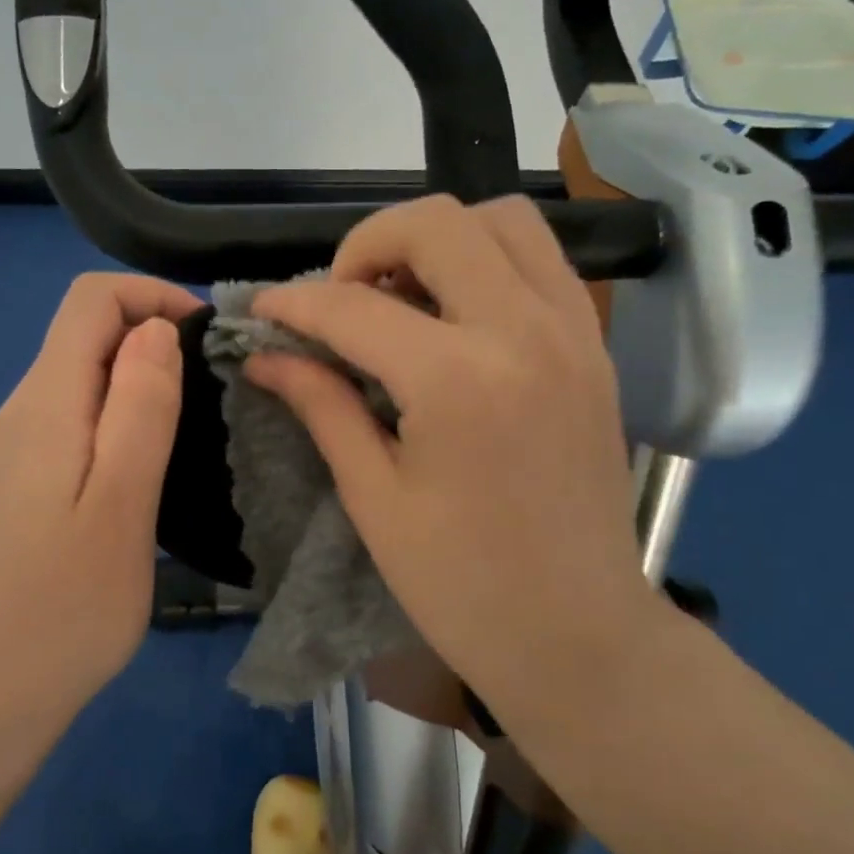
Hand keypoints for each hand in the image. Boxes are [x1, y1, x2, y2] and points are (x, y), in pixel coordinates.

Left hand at [0, 273, 200, 727]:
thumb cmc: (67, 604)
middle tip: (213, 387)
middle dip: (153, 334)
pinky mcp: (23, 478)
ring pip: (82, 373)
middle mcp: (21, 409)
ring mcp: (17, 446)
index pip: (90, 300)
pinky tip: (150, 460)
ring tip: (193, 423)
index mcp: (44, 403)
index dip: (152, 296)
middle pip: (85, 331)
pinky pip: (76, 414)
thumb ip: (140, 408)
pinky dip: (120, 411)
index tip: (207, 338)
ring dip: (141, 376)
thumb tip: (156, 330)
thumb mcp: (122, 502)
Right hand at [245, 196, 660, 724]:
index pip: (353, 307)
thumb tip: (265, 357)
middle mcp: (523, 331)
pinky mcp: (594, 346)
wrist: (580, 634)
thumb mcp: (374, 497)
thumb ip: (321, 405)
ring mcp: (572, 331)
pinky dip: (487, 260)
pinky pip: (540, 260)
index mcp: (458, 380)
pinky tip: (454, 316)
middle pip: (436, 222)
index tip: (259, 311)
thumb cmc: (462, 585)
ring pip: (501, 220)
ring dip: (436, 240)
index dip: (293, 303)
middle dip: (366, 245)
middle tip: (340, 301)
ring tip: (399, 298)